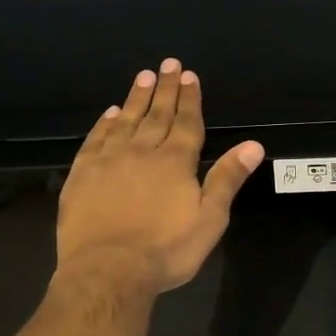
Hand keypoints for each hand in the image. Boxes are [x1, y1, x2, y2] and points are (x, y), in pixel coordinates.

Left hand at [55, 58, 264, 294]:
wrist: (108, 271)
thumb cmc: (166, 249)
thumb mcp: (209, 219)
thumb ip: (227, 178)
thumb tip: (253, 145)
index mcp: (175, 162)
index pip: (186, 122)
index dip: (190, 98)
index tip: (189, 76)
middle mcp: (142, 152)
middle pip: (156, 114)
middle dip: (165, 89)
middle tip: (168, 64)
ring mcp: (109, 161)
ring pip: (125, 121)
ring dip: (136, 98)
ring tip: (142, 76)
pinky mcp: (83, 175)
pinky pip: (95, 140)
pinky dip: (104, 124)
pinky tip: (110, 114)